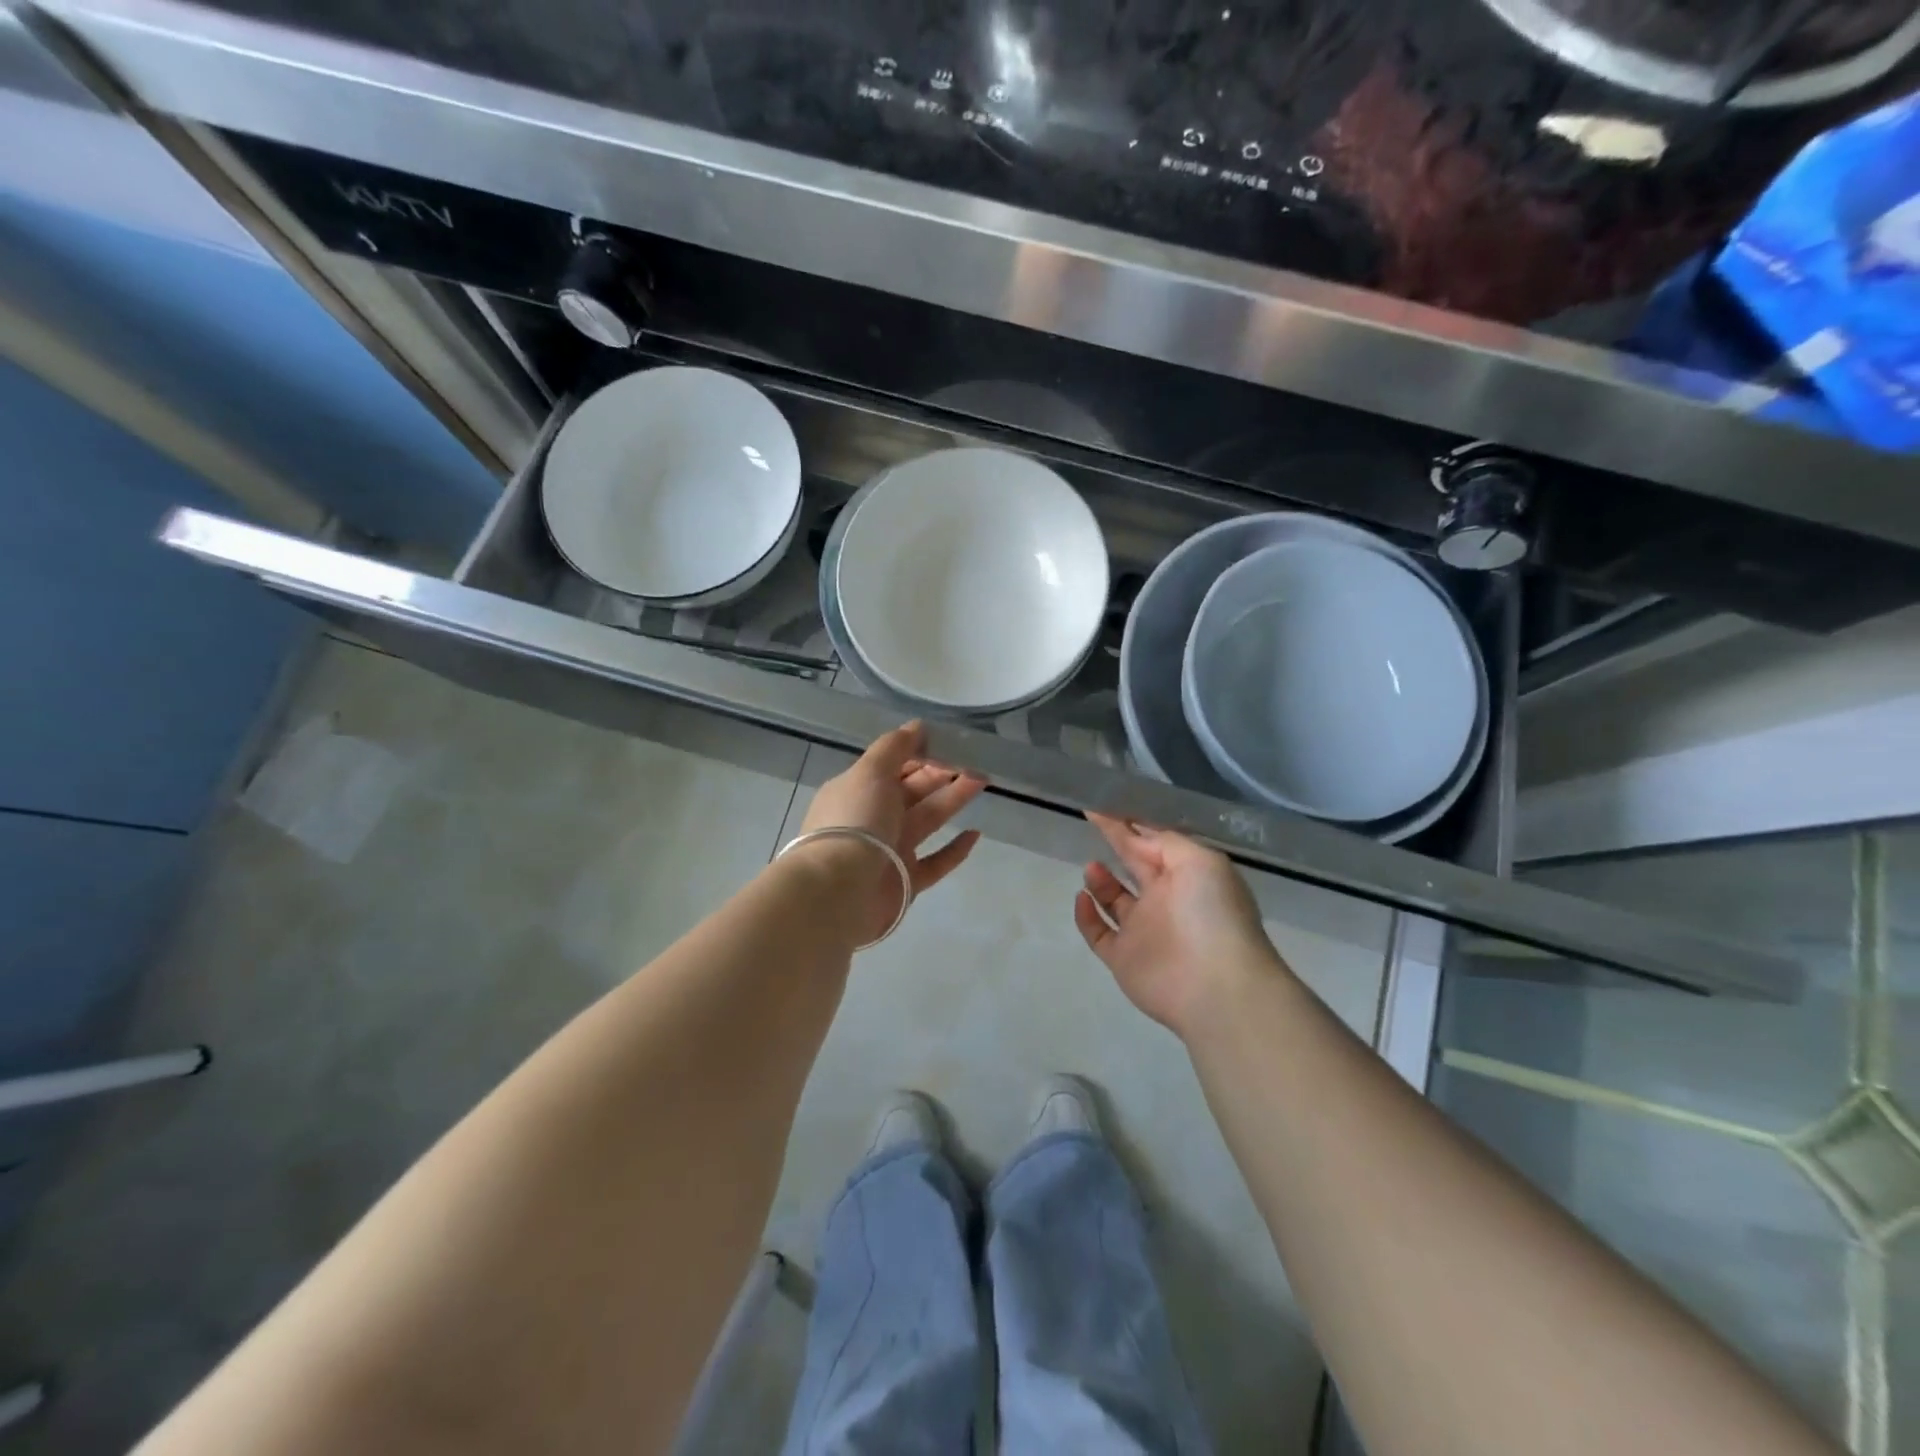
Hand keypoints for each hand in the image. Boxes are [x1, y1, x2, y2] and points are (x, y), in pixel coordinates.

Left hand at [800, 723, 985, 942]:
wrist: (839, 890)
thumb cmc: (854, 821)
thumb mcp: (870, 773)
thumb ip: (894, 747)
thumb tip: (917, 726)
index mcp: (859, 790)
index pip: (894, 766)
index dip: (921, 754)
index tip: (951, 743)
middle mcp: (873, 818)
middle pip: (913, 791)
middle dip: (942, 774)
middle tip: (977, 762)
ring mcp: (890, 850)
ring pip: (927, 820)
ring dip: (953, 800)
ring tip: (982, 782)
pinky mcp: (906, 881)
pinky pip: (936, 862)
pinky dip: (955, 850)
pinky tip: (975, 834)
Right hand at [1073, 813, 1291, 1035]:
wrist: (1217, 986)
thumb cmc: (1212, 914)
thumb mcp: (1200, 861)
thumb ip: (1165, 842)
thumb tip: (1135, 836)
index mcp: (1187, 876)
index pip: (1151, 843)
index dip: (1127, 824)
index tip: (1099, 805)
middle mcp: (1164, 900)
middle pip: (1134, 866)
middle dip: (1116, 845)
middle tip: (1090, 824)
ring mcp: (1142, 931)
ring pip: (1114, 900)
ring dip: (1100, 881)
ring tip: (1092, 867)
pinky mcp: (1123, 958)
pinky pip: (1098, 933)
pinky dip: (1086, 915)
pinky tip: (1081, 898)